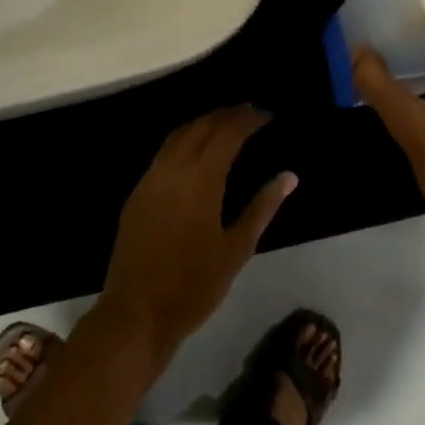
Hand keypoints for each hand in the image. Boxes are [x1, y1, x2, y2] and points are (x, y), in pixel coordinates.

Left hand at [98, 105, 296, 360]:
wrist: (137, 312)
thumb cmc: (194, 285)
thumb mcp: (237, 249)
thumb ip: (262, 207)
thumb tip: (288, 176)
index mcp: (201, 178)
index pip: (227, 133)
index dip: (248, 120)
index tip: (267, 115)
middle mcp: (173, 168)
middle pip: (201, 126)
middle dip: (226, 115)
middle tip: (250, 112)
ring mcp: (150, 179)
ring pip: (178, 135)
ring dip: (203, 123)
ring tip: (225, 123)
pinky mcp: (137, 193)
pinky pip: (163, 152)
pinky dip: (184, 139)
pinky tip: (195, 150)